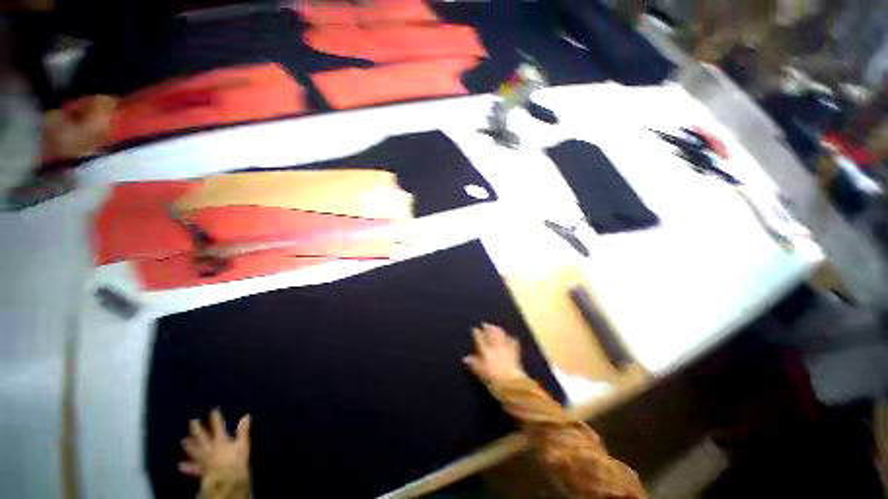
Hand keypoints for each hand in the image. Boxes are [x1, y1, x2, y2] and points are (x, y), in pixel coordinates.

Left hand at [179, 409, 250, 478]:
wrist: (226, 479)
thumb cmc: (236, 461)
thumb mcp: (243, 444)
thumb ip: (243, 431)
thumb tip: (246, 416)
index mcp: (221, 441)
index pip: (218, 426)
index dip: (215, 418)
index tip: (213, 410)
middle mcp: (210, 448)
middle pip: (202, 437)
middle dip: (197, 429)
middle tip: (192, 421)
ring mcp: (204, 459)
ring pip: (195, 451)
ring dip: (189, 446)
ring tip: (182, 441)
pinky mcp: (202, 470)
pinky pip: (193, 468)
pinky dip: (187, 467)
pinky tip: (180, 466)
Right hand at [463, 323, 526, 383]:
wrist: (513, 385)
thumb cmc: (494, 381)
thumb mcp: (481, 373)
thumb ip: (473, 364)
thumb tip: (465, 358)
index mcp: (486, 351)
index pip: (480, 339)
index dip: (477, 333)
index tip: (474, 329)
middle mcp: (496, 347)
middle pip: (492, 334)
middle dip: (488, 327)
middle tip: (485, 324)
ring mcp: (506, 349)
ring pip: (502, 335)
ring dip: (498, 330)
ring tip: (495, 326)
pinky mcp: (515, 353)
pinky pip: (513, 342)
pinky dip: (510, 338)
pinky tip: (510, 337)